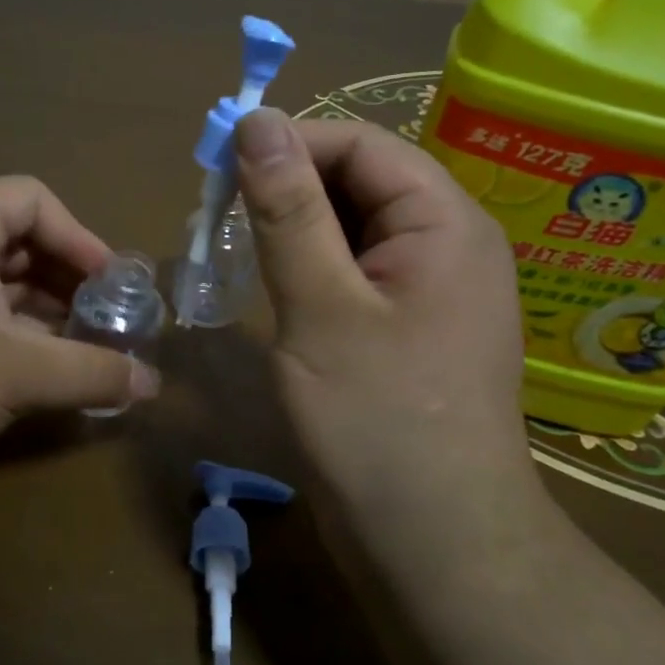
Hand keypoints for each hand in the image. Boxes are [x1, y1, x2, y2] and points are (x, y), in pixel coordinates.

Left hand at [0, 176, 158, 493]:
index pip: (31, 199)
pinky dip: (18, 332)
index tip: (109, 283)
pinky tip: (44, 369)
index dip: (79, 235)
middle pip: (20, 239)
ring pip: (1, 281)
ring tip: (86, 347)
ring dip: (48, 309)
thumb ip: (92, 372)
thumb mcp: (17, 373)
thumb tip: (152, 384)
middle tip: (107, 318)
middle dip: (69, 277)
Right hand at [234, 109, 533, 516]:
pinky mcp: (408, 331)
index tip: (216, 167)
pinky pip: (356, 276)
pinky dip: (311, 271)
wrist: (433, 544)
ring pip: (353, 231)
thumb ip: (288, 210)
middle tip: (216, 215)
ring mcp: (430, 292)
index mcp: (445, 222)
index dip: (289, 143)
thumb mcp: (321, 306)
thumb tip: (256, 121)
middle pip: (361, 183)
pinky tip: (274, 291)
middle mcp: (448, 245)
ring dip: (294, 230)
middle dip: (288, 188)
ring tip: (235, 250)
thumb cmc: (376, 421)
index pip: (361, 145)